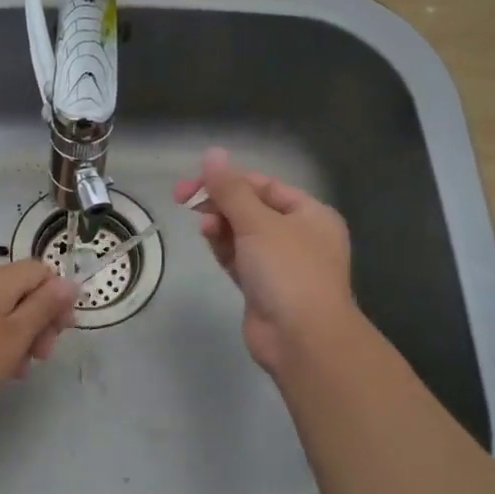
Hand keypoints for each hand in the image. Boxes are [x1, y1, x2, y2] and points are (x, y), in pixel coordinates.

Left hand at [0, 260, 76, 413]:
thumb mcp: (17, 334)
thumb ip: (45, 306)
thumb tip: (69, 282)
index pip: (41, 271)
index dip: (58, 297)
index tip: (63, 330)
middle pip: (23, 291)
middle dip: (41, 320)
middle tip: (43, 355)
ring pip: (4, 311)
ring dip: (20, 336)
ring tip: (20, 369)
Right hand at [176, 147, 355, 374]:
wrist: (302, 339)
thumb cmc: (288, 271)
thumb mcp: (258, 223)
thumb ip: (231, 189)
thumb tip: (212, 154)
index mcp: (310, 214)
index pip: (264, 185)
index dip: (228, 180)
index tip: (192, 183)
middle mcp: (299, 235)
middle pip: (251, 208)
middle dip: (220, 203)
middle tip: (184, 200)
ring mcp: (281, 264)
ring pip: (243, 234)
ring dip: (220, 225)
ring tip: (203, 227)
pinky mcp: (263, 288)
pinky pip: (239, 258)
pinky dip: (223, 247)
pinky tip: (208, 239)